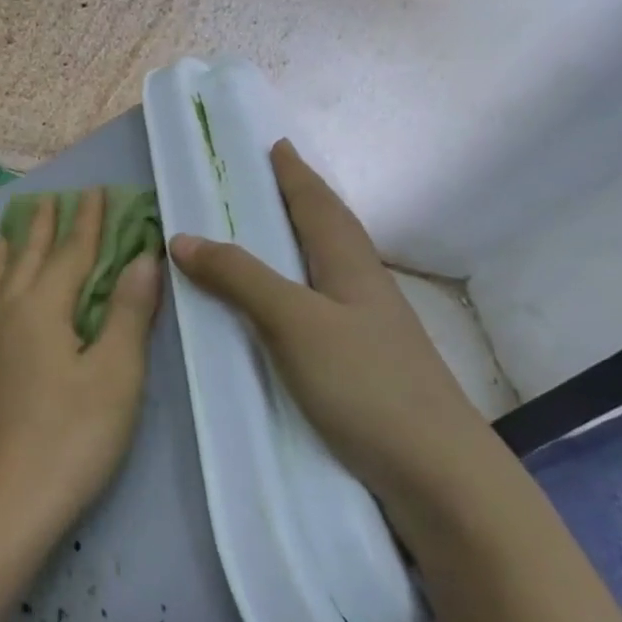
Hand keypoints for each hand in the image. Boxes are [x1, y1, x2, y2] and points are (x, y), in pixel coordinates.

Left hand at [0, 188, 163, 544]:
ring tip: (7, 235)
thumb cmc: (74, 437)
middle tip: (51, 199)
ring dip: (6, 255)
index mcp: (42, 308)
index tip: (95, 191)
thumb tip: (143, 257)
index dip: (87, 222)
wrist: (7, 500)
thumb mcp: (117, 374)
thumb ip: (129, 312)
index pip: (71, 253)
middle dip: (44, 228)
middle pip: (28, 260)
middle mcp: (5, 314)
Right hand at [168, 141, 497, 524]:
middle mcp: (363, 289)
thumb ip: (240, 277)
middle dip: (298, 202)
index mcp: (352, 266)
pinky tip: (280, 309)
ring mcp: (368, 330)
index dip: (295, 174)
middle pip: (329, 231)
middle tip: (262, 184)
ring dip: (296, 245)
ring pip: (326, 270)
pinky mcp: (363, 367)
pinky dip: (293, 291)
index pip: (319, 205)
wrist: (439, 477)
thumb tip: (182, 236)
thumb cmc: (366, 384)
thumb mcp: (294, 322)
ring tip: (262, 239)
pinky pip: (319, 308)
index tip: (276, 145)